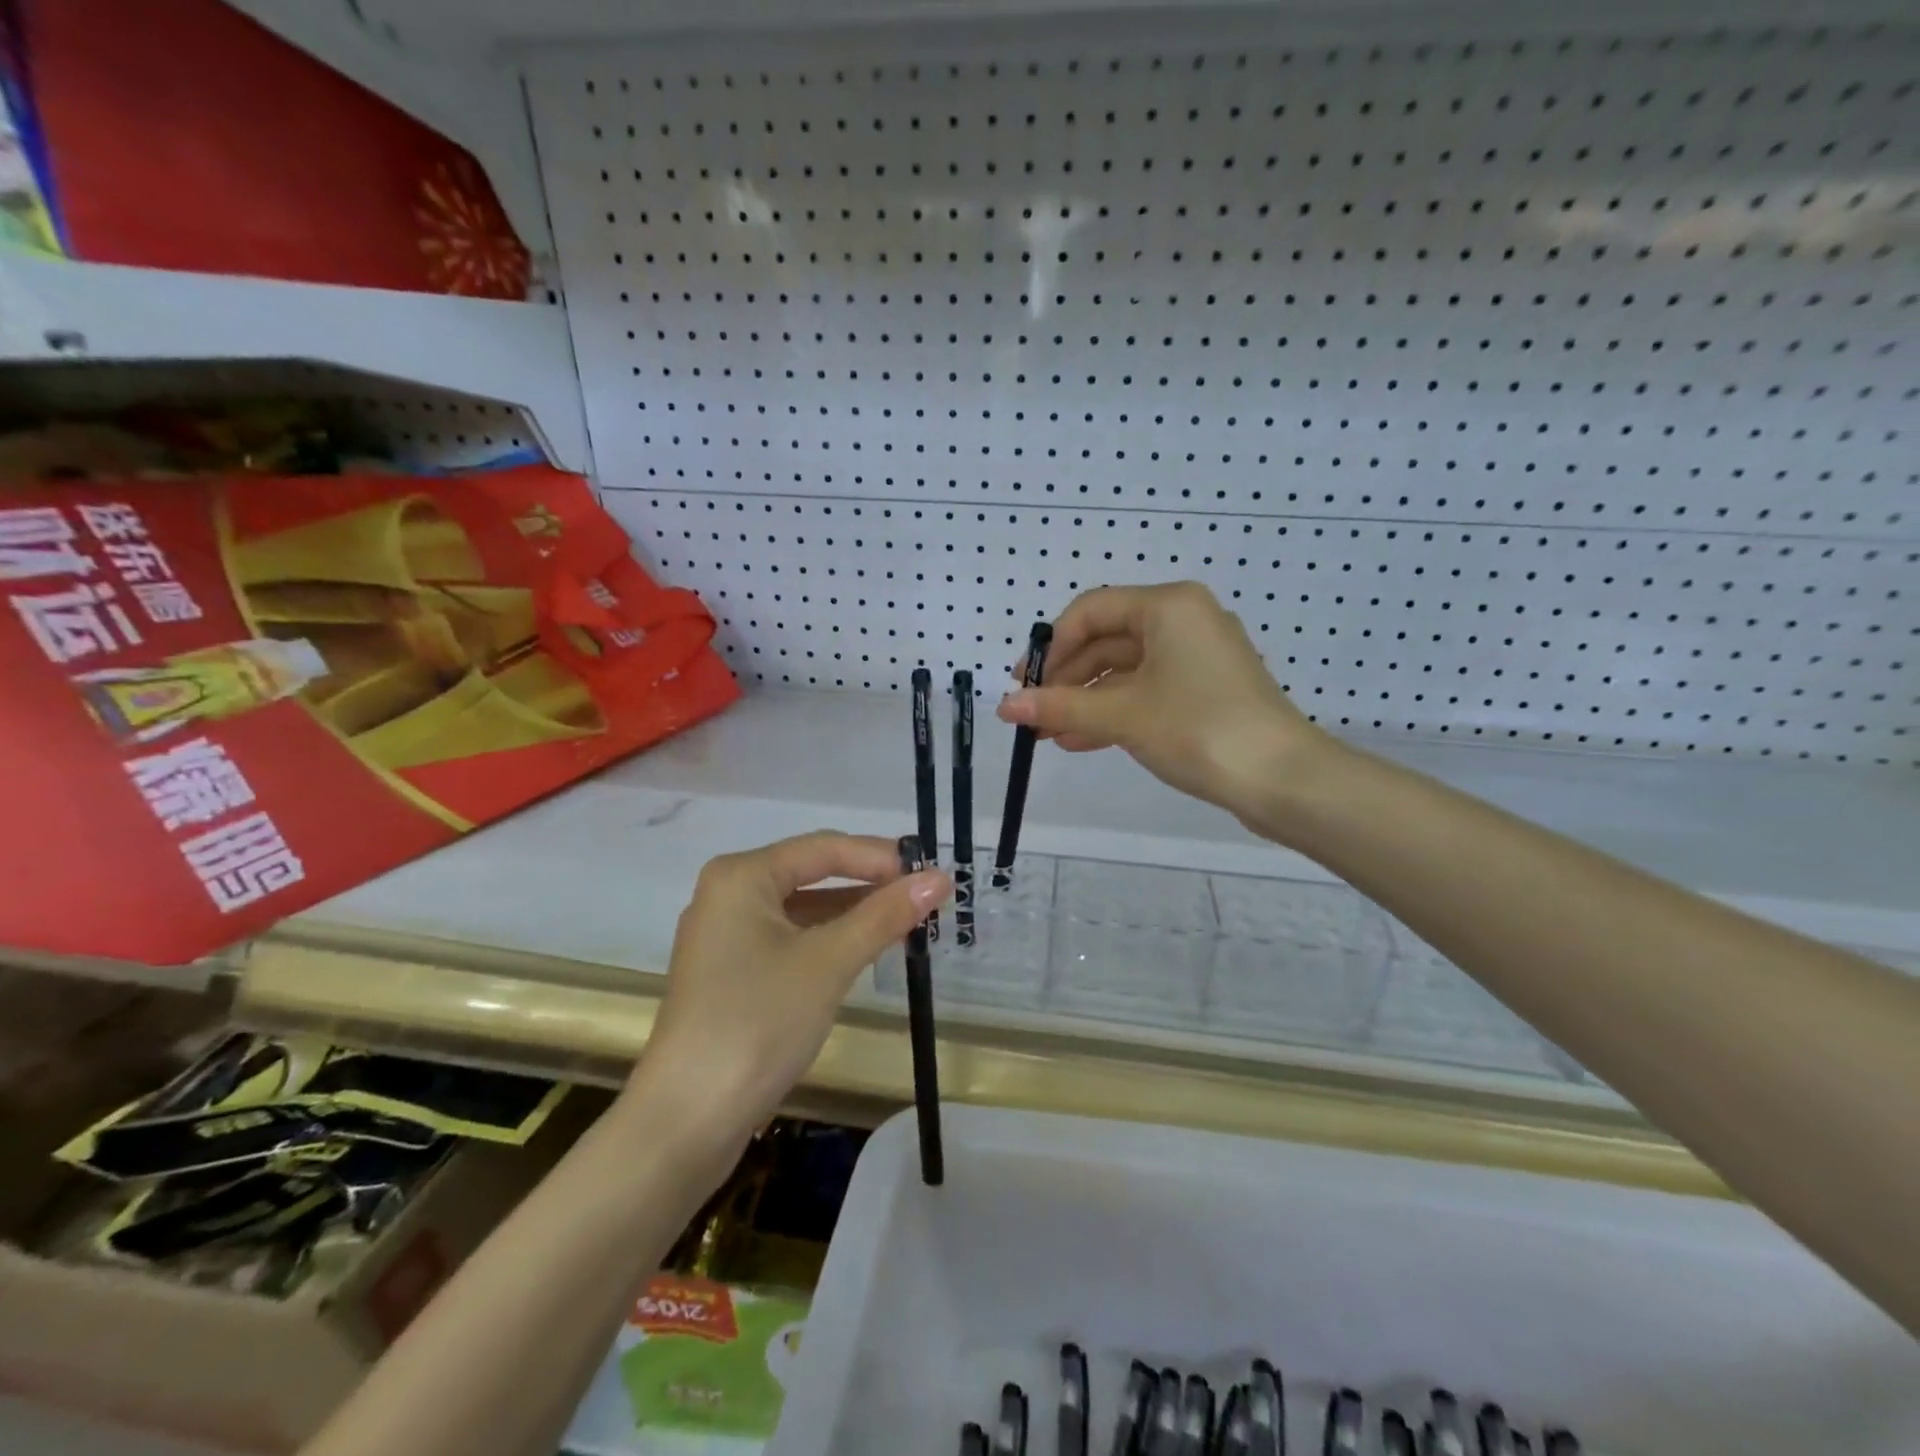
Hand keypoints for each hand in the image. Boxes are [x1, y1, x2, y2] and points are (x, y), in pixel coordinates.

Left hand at [635, 833, 950, 1149]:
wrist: (686, 1122)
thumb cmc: (758, 1023)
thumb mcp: (829, 962)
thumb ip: (885, 915)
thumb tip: (940, 878)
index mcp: (742, 876)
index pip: (824, 847)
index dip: (881, 857)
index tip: (931, 874)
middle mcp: (729, 894)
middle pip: (813, 873)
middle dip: (869, 884)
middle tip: (925, 897)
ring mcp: (727, 936)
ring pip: (804, 909)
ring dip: (853, 914)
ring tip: (908, 922)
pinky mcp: (732, 974)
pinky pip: (791, 939)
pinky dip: (830, 941)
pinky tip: (866, 951)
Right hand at [996, 582, 1324, 824]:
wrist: (1283, 779)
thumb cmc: (1199, 729)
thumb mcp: (1122, 715)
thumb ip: (1061, 706)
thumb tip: (1004, 705)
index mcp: (1168, 606)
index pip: (1090, 610)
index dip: (1051, 647)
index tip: (1024, 684)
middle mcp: (1184, 620)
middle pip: (1106, 640)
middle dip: (1066, 679)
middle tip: (1032, 713)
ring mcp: (1197, 657)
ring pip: (1124, 670)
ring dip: (1085, 700)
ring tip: (1048, 734)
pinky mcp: (1205, 690)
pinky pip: (1146, 690)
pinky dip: (1113, 711)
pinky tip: (1079, 739)